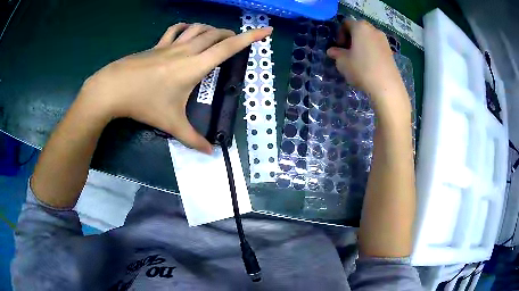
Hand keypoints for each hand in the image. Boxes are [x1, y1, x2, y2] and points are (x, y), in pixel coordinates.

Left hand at [79, 23, 272, 153]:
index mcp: (195, 66)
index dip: (251, 37)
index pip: (229, 47)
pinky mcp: (157, 45)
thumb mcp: (170, 123)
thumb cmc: (144, 103)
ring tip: (216, 36)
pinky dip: (186, 27)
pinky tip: (188, 31)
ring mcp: (170, 45)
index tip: (267, 30)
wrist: (113, 89)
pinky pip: (176, 29)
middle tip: (237, 41)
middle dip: (231, 34)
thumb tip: (210, 154)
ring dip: (211, 29)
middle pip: (215, 34)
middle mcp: (186, 50)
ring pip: (198, 28)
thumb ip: (192, 139)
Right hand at [327, 20, 409, 116]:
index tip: (339, 47)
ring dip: (361, 45)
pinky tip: (369, 65)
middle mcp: (373, 30)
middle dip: (351, 38)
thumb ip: (336, 53)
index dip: (340, 34)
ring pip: (368, 38)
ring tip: (358, 60)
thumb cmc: (362, 69)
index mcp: (360, 27)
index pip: (346, 23)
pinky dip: (371, 51)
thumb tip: (332, 51)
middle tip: (347, 52)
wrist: (387, 87)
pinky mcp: (390, 52)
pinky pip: (376, 46)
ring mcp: (384, 40)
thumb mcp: (342, 62)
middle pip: (359, 29)